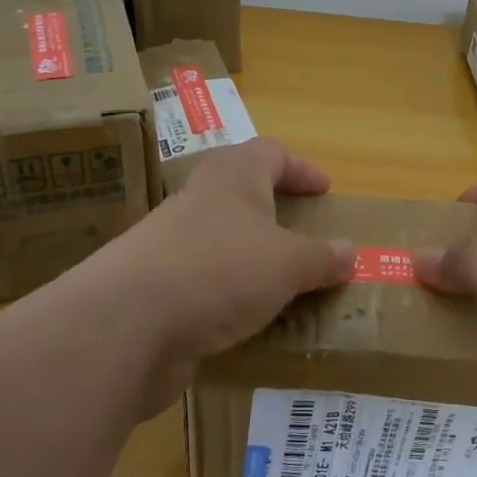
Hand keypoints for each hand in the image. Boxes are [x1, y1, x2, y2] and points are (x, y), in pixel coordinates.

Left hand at [72, 138, 353, 413]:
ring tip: (286, 285)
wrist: (127, 324)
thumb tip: (350, 251)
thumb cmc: (220, 270)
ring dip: (253, 258)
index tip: (324, 191)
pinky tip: (251, 323)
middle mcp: (200, 201)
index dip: (300, 167)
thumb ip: (321, 257)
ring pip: (223, 240)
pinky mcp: (157, 288)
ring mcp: (173, 245)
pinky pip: (205, 283)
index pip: (270, 152)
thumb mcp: (287, 264)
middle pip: (241, 192)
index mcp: (233, 177)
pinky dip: (230, 296)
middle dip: (274, 211)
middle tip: (304, 234)